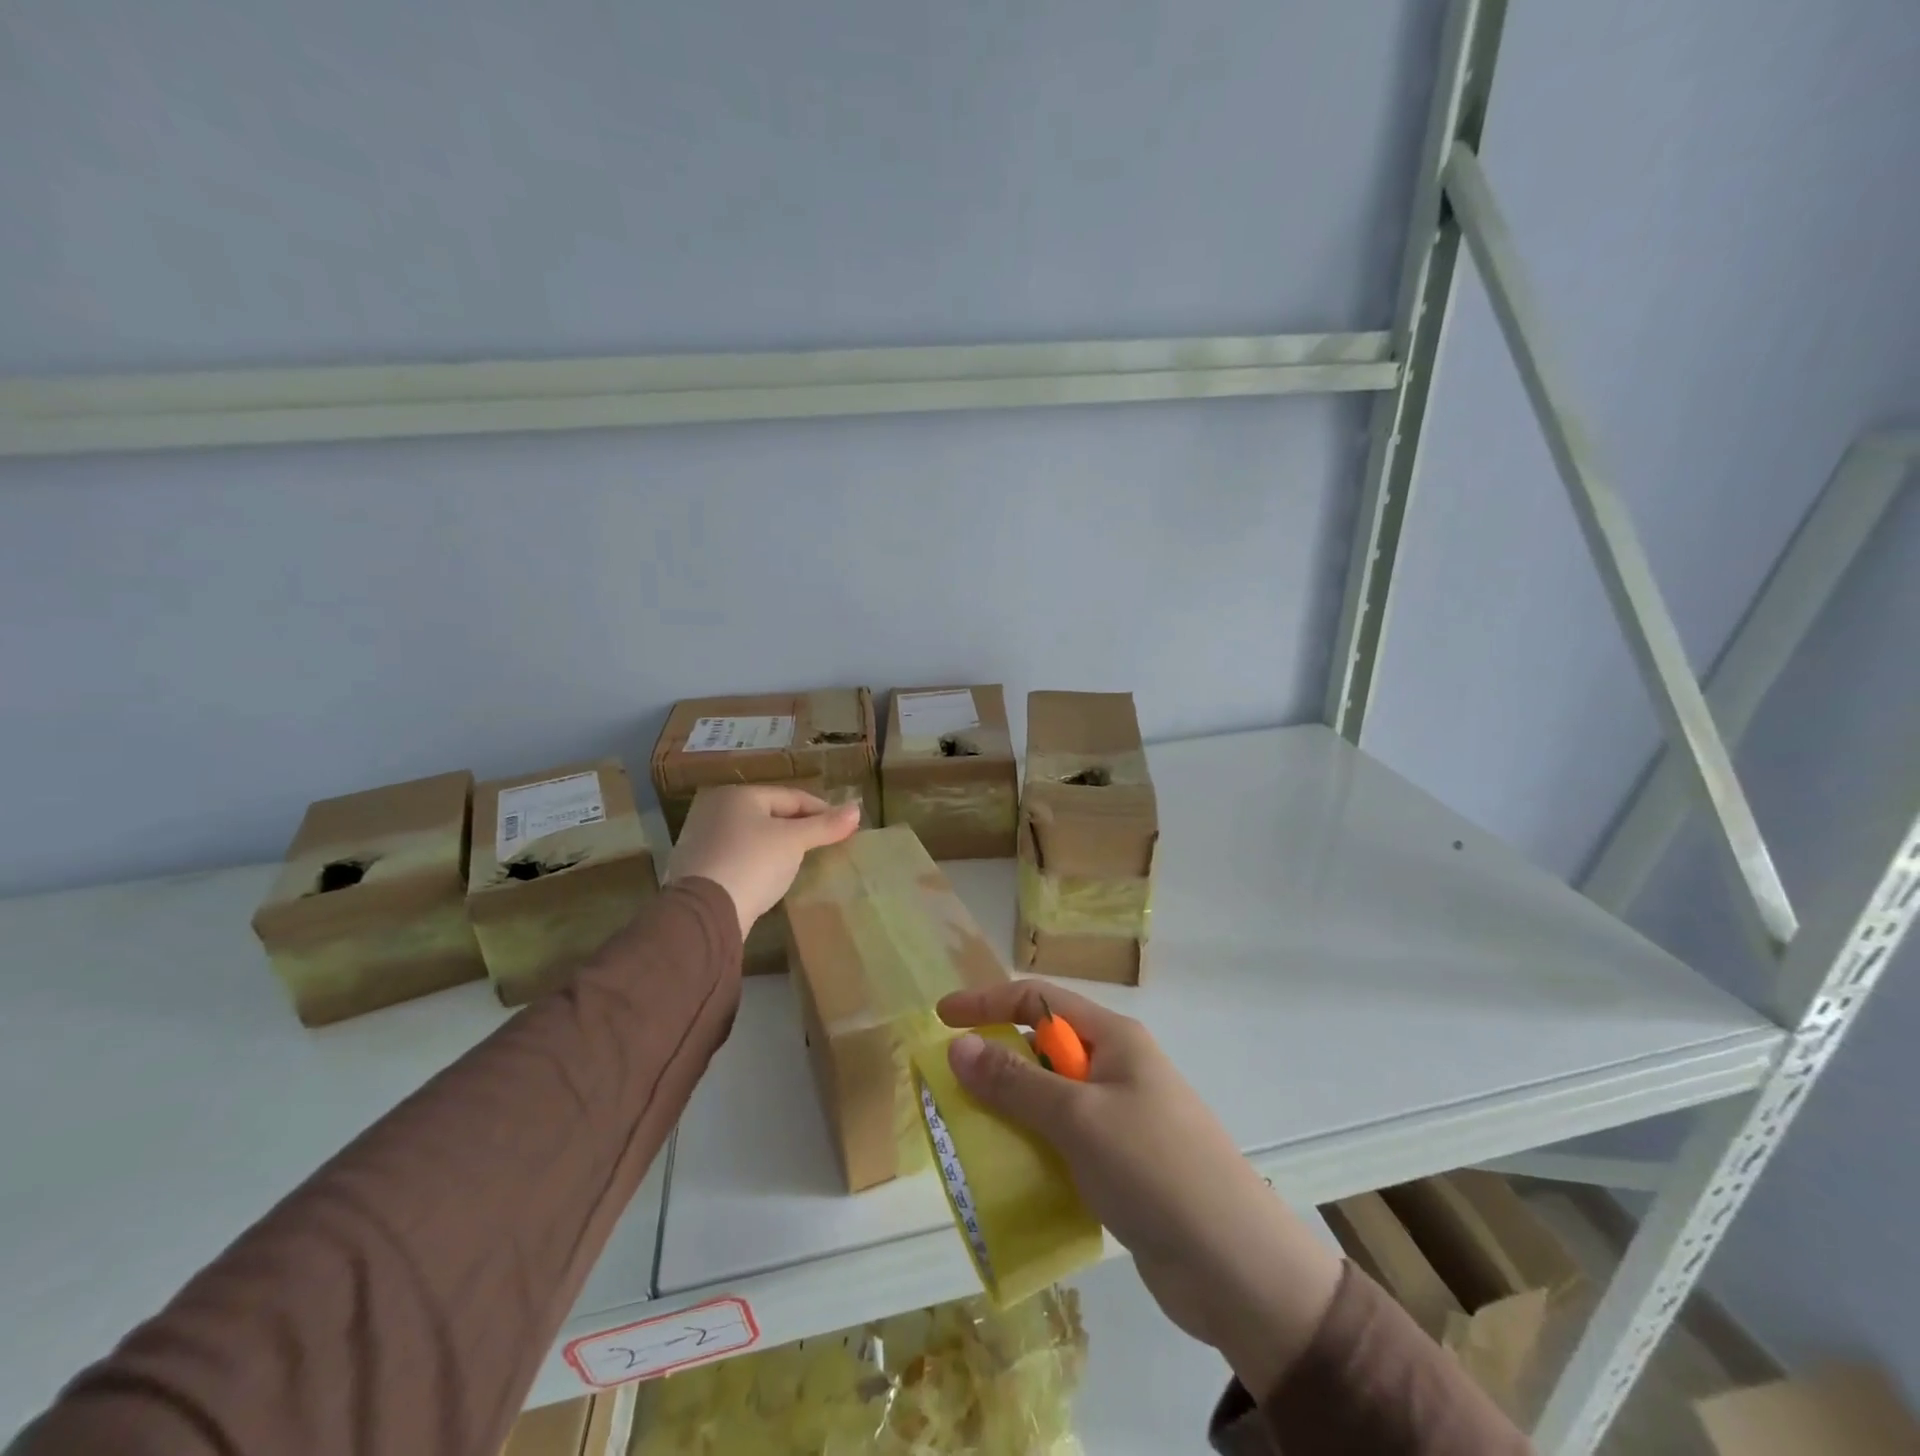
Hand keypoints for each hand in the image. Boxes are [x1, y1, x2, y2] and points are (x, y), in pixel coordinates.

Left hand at [665, 786, 860, 939]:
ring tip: (802, 861)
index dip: (821, 810)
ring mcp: (702, 839)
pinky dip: (758, 862)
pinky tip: (771, 877)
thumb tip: (857, 809)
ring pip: (753, 836)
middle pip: (770, 814)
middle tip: (825, 844)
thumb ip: (825, 825)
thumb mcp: (794, 841)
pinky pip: (739, 857)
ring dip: (778, 846)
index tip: (844, 827)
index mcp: (738, 795)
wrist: (705, 912)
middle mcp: (716, 810)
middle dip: (799, 828)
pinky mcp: (697, 868)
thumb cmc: (753, 862)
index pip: (791, 797)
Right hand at [937, 979, 1342, 1396]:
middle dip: (996, 1059)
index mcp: (1114, 1038)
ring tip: (969, 1133)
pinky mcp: (1122, 1163)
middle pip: (1042, 1047)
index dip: (988, 1002)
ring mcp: (1121, 1117)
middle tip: (950, 1087)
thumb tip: (958, 1045)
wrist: (1237, 1268)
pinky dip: (1033, 1146)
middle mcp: (1117, 1067)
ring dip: (1011, 1109)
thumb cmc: (1155, 1169)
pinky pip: (1064, 1140)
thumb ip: (1014, 1082)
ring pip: (1050, 1098)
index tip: (942, 1019)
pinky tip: (1009, 1172)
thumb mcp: (1077, 1118)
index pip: (1039, 999)